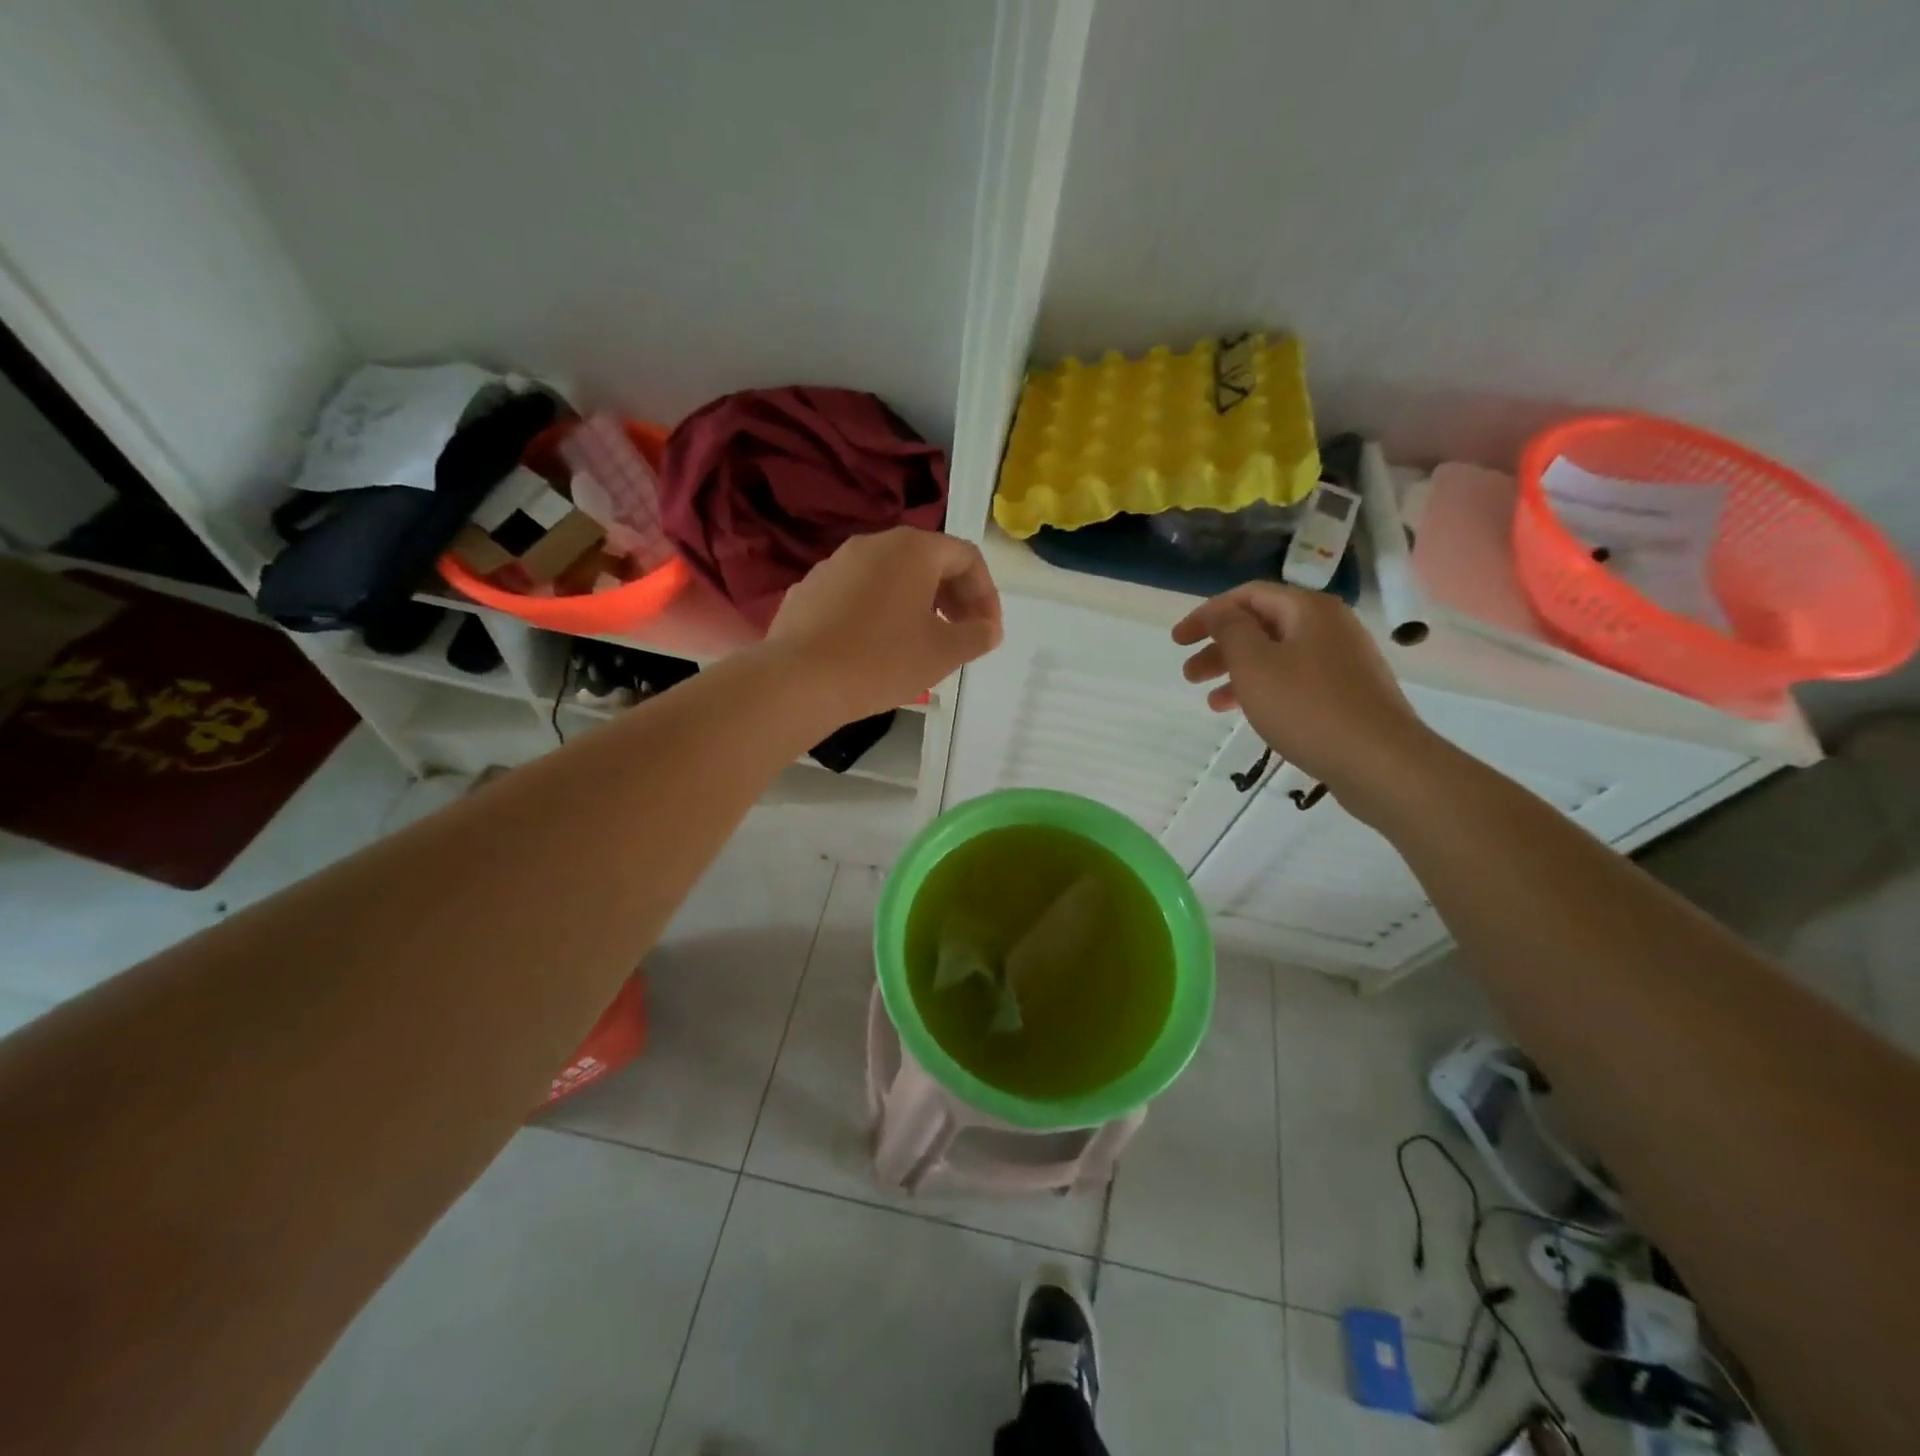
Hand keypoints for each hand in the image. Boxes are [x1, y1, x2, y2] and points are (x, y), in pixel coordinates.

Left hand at [767, 527, 1002, 723]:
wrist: (799, 680)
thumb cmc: (881, 660)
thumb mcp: (943, 653)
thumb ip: (976, 636)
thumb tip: (988, 629)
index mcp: (913, 549)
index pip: (966, 558)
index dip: (986, 595)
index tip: (987, 633)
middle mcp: (873, 543)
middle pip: (928, 561)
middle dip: (953, 598)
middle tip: (960, 636)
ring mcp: (836, 563)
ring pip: (891, 576)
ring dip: (916, 604)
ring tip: (920, 643)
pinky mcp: (810, 589)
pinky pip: (858, 593)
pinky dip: (879, 612)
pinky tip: (875, 648)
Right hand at [1172, 583, 1439, 823]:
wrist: (1380, 761)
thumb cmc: (1308, 707)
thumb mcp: (1254, 664)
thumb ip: (1230, 630)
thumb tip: (1221, 612)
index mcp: (1308, 609)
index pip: (1247, 596)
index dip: (1207, 614)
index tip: (1177, 641)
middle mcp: (1329, 626)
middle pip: (1262, 625)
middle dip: (1219, 647)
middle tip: (1188, 674)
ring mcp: (1342, 660)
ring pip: (1276, 656)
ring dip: (1237, 673)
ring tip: (1211, 702)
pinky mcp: (1347, 692)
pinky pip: (1294, 680)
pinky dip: (1264, 690)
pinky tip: (1248, 714)